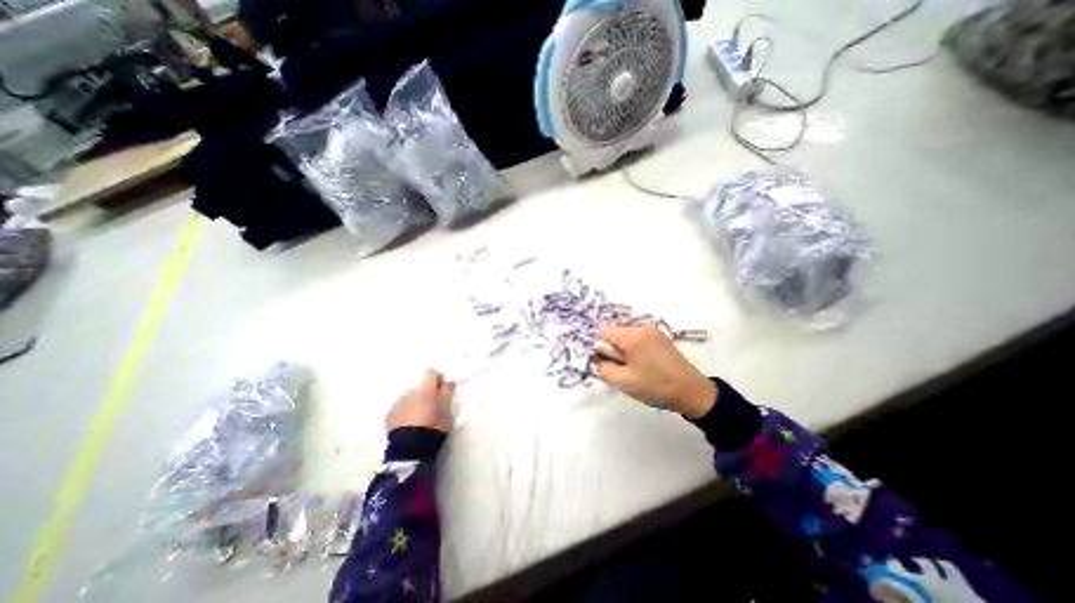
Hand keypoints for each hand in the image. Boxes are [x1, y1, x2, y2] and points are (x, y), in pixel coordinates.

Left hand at [385, 371, 453, 434]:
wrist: (410, 448)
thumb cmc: (434, 426)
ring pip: (409, 398)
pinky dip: (405, 412)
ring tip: (420, 419)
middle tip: (432, 408)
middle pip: (420, 388)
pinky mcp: (389, 416)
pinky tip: (410, 425)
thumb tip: (448, 382)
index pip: (431, 373)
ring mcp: (397, 404)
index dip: (437, 379)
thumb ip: (447, 393)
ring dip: (415, 403)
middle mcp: (409, 392)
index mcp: (425, 389)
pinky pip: (400, 409)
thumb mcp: (447, 410)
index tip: (442, 389)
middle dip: (426, 394)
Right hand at [591, 324, 715, 417]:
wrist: (693, 393)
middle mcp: (643, 327)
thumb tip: (596, 357)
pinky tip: (644, 366)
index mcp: (633, 336)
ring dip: (624, 352)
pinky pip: (637, 339)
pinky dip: (634, 351)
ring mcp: (653, 331)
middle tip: (623, 370)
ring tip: (635, 370)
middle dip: (613, 350)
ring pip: (625, 337)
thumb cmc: (656, 387)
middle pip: (615, 333)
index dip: (600, 348)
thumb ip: (603, 368)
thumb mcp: (623, 382)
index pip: (603, 332)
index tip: (607, 363)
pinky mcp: (660, 338)